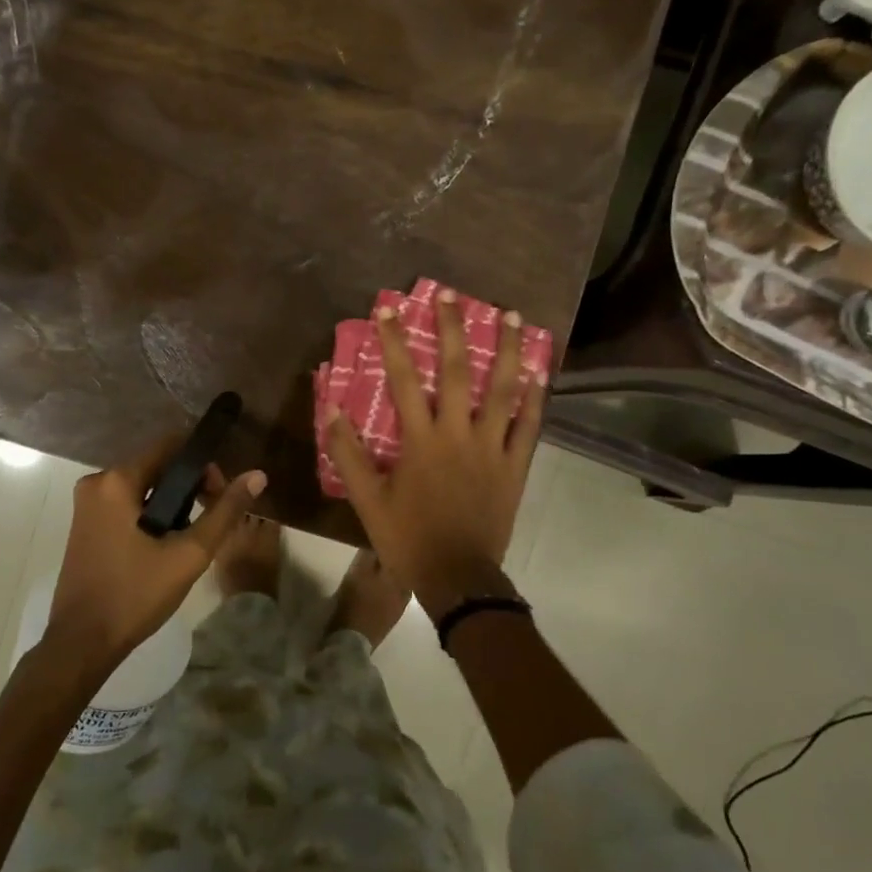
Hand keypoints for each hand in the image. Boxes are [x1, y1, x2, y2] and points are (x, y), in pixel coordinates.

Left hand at [45, 435, 267, 670]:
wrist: (82, 642)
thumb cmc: (135, 595)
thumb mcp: (189, 554)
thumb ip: (224, 512)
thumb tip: (257, 476)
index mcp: (116, 480)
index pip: (170, 445)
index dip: (203, 464)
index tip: (221, 494)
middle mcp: (97, 482)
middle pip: (157, 465)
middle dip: (190, 486)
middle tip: (212, 520)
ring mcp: (87, 504)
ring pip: (143, 486)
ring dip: (172, 503)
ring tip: (191, 538)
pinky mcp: (85, 524)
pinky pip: (126, 504)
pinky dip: (151, 514)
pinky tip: (165, 545)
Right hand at [325, 293, 544, 617]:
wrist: (459, 577)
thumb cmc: (408, 538)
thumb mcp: (367, 500)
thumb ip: (348, 453)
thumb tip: (331, 408)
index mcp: (421, 440)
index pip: (403, 380)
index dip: (394, 342)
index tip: (388, 309)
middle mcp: (459, 434)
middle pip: (456, 372)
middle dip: (452, 329)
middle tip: (450, 294)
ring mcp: (493, 448)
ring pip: (503, 390)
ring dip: (508, 351)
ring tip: (513, 316)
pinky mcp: (515, 466)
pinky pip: (529, 426)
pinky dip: (535, 397)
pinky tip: (539, 372)